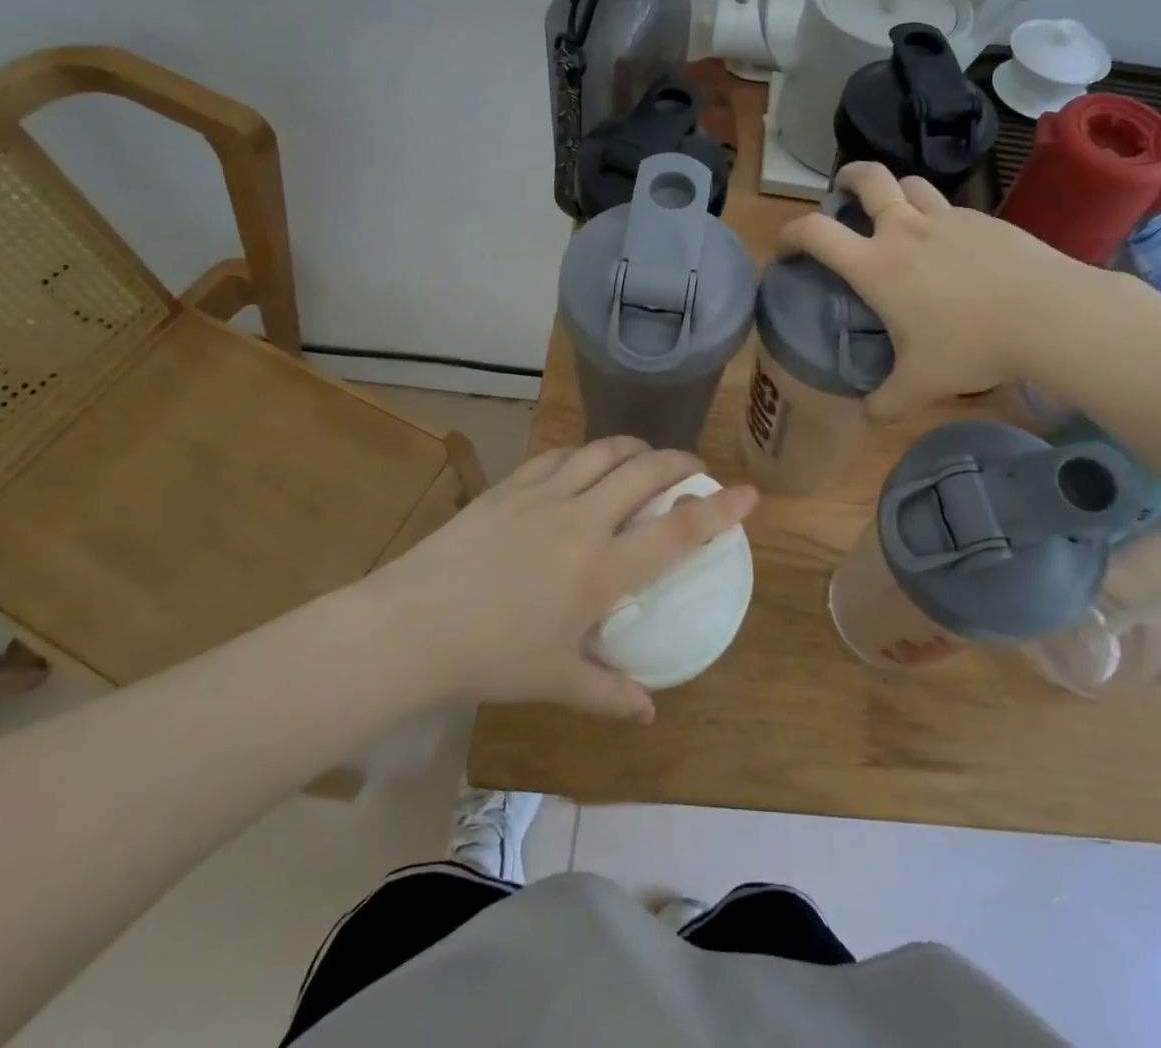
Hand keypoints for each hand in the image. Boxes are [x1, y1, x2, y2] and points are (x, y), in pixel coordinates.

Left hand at [365, 438, 757, 721]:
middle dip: (680, 462)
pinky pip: (559, 455)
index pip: (677, 530)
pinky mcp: (511, 485)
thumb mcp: (556, 680)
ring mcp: (545, 495)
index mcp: (602, 569)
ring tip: (646, 456)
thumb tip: (649, 711)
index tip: (748, 493)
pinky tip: (584, 463)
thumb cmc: (491, 658)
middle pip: (646, 471)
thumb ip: (609, 693)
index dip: (720, 509)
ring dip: (635, 447)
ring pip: (604, 451)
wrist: (412, 625)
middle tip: (694, 469)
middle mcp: (583, 519)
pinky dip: (584, 453)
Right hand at [778, 162, 1107, 417]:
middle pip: (867, 178)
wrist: (1050, 315)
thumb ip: (886, 402)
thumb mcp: (921, 385)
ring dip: (894, 192)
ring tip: (896, 214)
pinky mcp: (985, 220)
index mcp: (876, 265)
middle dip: (847, 178)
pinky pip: (950, 208)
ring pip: (911, 184)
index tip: (785, 249)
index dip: (789, 235)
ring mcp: (948, 219)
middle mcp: (905, 230)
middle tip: (842, 192)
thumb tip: (868, 417)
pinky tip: (950, 247)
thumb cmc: (971, 346)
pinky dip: (937, 217)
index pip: (815, 232)